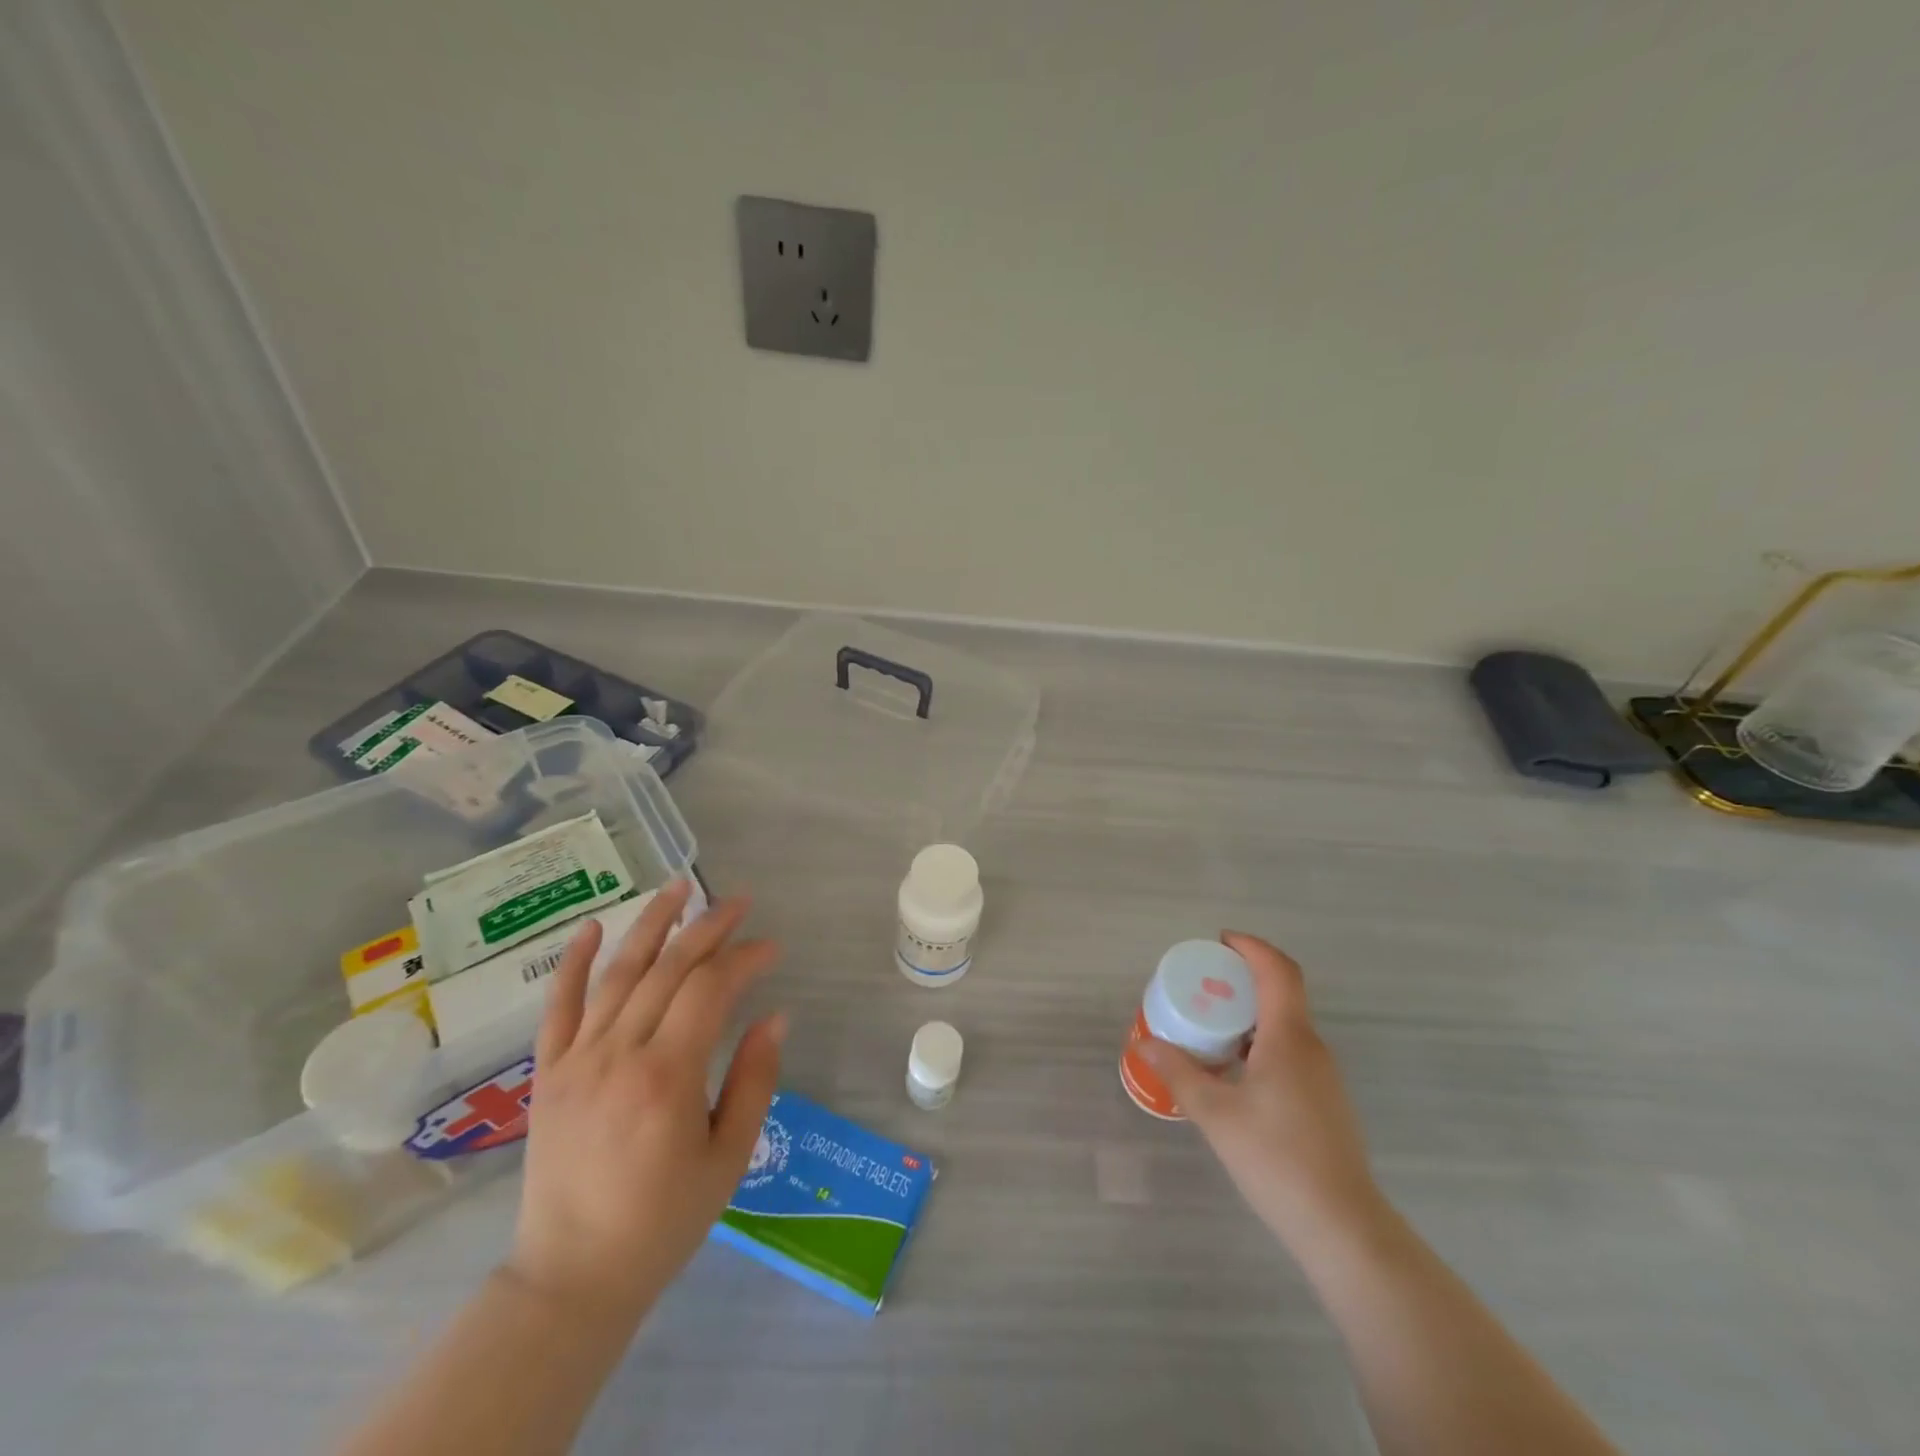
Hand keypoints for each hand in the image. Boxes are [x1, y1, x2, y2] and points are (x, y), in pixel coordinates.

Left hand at [505, 881, 784, 1322]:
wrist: (571, 1277)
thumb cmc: (664, 1221)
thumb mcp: (728, 1157)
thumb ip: (754, 1080)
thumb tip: (774, 1016)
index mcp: (668, 1077)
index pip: (711, 990)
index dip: (745, 959)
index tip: (772, 948)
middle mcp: (619, 1054)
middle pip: (668, 969)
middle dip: (709, 928)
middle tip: (740, 901)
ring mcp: (577, 1060)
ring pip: (618, 973)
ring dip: (651, 924)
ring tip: (680, 886)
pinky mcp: (548, 1073)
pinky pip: (558, 1007)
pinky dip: (574, 963)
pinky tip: (592, 926)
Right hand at [1140, 933, 1383, 1254]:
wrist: (1342, 1227)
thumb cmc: (1276, 1160)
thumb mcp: (1216, 1114)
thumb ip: (1180, 1073)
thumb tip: (1146, 1045)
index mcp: (1289, 1038)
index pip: (1278, 971)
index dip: (1251, 947)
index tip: (1219, 942)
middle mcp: (1311, 1047)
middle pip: (1282, 991)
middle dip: (1243, 976)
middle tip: (1202, 982)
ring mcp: (1323, 1075)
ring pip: (1286, 1023)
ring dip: (1250, 1011)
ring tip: (1210, 1022)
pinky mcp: (1324, 1099)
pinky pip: (1290, 1049)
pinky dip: (1260, 1039)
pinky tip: (1234, 1067)